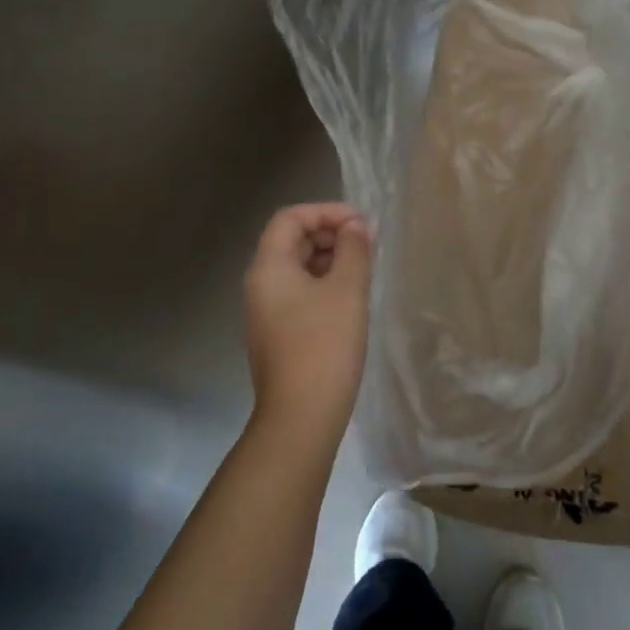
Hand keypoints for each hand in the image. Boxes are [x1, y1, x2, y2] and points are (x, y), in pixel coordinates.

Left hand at [243, 202, 372, 441]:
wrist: (301, 417)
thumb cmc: (324, 345)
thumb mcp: (347, 290)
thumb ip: (353, 250)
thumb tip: (357, 226)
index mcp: (269, 267)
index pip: (291, 218)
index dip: (327, 212)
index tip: (361, 224)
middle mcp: (261, 284)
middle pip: (292, 240)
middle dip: (331, 233)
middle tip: (368, 244)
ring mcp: (267, 311)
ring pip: (298, 267)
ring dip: (331, 259)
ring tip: (365, 268)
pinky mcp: (279, 333)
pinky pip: (300, 292)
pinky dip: (325, 283)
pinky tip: (352, 297)